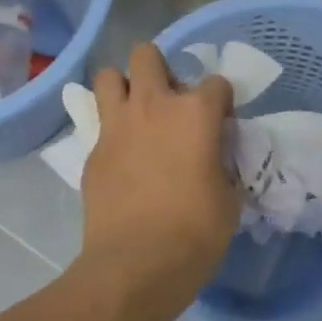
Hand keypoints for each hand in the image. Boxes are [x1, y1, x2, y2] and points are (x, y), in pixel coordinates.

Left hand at [79, 43, 237, 315]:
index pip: (216, 83)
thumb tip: (213, 157)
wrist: (136, 265)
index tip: (221, 127)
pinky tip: (123, 158)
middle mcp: (153, 106)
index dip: (221, 104)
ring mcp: (116, 127)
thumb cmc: (196, 233)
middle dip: (161, 71)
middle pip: (148, 56)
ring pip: (109, 76)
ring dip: (126, 88)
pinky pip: (100, 124)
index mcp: (195, 114)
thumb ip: (222, 164)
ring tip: (138, 115)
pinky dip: (113, 131)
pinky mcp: (92, 151)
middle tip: (171, 104)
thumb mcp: (229, 198)